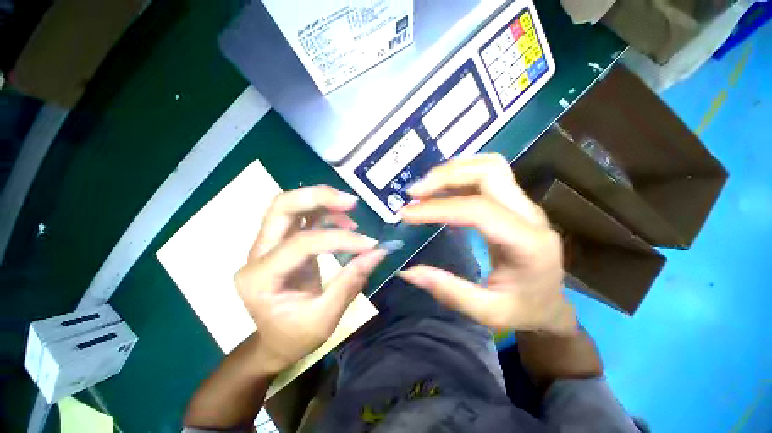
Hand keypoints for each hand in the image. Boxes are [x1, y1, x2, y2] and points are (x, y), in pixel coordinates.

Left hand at [234, 186, 386, 372]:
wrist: (275, 342)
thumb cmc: (295, 336)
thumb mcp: (325, 318)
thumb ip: (351, 282)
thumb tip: (378, 252)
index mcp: (260, 277)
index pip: (302, 244)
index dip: (340, 240)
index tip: (370, 245)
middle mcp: (258, 253)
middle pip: (282, 207)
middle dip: (318, 197)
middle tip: (351, 202)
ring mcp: (268, 245)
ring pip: (290, 205)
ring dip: (322, 199)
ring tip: (350, 207)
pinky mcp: (283, 242)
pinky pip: (303, 216)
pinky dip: (325, 212)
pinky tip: (345, 222)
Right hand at [398, 154, 575, 334]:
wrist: (551, 303)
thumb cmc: (524, 311)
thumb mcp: (487, 312)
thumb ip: (448, 291)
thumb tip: (407, 271)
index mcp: (528, 243)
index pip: (479, 210)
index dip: (438, 208)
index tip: (406, 214)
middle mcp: (530, 214)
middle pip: (489, 173)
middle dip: (445, 176)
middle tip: (414, 193)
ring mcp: (524, 204)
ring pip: (489, 166)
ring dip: (452, 171)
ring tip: (425, 188)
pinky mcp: (514, 202)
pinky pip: (487, 174)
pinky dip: (459, 175)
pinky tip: (440, 189)